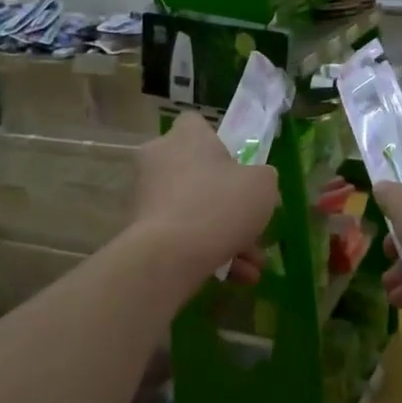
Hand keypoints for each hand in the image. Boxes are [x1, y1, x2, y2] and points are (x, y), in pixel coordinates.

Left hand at [128, 113, 278, 284]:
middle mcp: (159, 159)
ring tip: (252, 267)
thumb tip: (255, 182)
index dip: (218, 144)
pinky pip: (180, 235)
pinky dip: (205, 252)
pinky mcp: (139, 229)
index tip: (237, 169)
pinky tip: (234, 277)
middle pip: (197, 174)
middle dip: (228, 204)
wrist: (170, 255)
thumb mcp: (262, 185)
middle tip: (252, 226)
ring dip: (224, 236)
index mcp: (186, 137)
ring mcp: (146, 195)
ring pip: (193, 210)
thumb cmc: (220, 205)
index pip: (196, 125)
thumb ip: (262, 177)